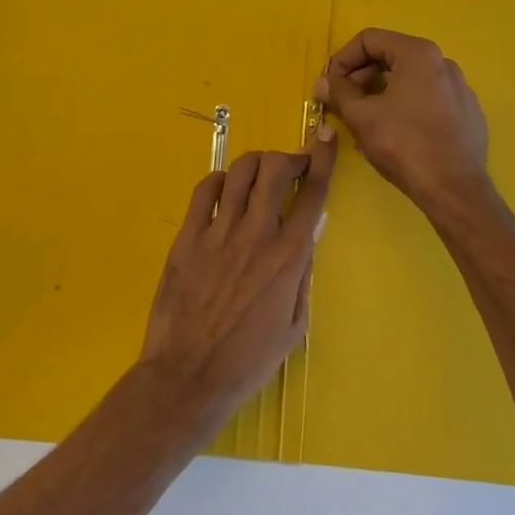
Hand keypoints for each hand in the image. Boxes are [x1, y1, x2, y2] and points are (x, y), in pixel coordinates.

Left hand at [138, 134, 335, 424]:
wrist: (189, 377)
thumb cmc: (249, 360)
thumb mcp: (295, 323)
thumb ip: (303, 273)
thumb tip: (310, 233)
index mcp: (288, 257)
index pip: (312, 193)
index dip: (323, 159)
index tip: (327, 137)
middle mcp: (256, 235)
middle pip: (275, 169)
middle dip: (288, 157)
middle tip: (292, 167)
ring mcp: (218, 233)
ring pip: (241, 172)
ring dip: (256, 164)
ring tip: (260, 176)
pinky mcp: (188, 237)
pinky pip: (205, 190)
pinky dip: (221, 180)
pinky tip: (225, 191)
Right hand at [317, 28, 489, 214]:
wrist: (454, 190)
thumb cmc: (404, 145)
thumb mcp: (362, 117)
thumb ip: (339, 92)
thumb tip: (323, 82)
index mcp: (419, 54)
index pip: (369, 40)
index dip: (342, 59)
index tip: (329, 85)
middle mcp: (443, 63)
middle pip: (391, 57)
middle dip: (361, 77)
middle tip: (343, 103)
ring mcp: (459, 88)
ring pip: (409, 80)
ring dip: (380, 94)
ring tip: (364, 121)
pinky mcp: (467, 113)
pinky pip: (428, 100)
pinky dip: (405, 108)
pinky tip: (394, 135)